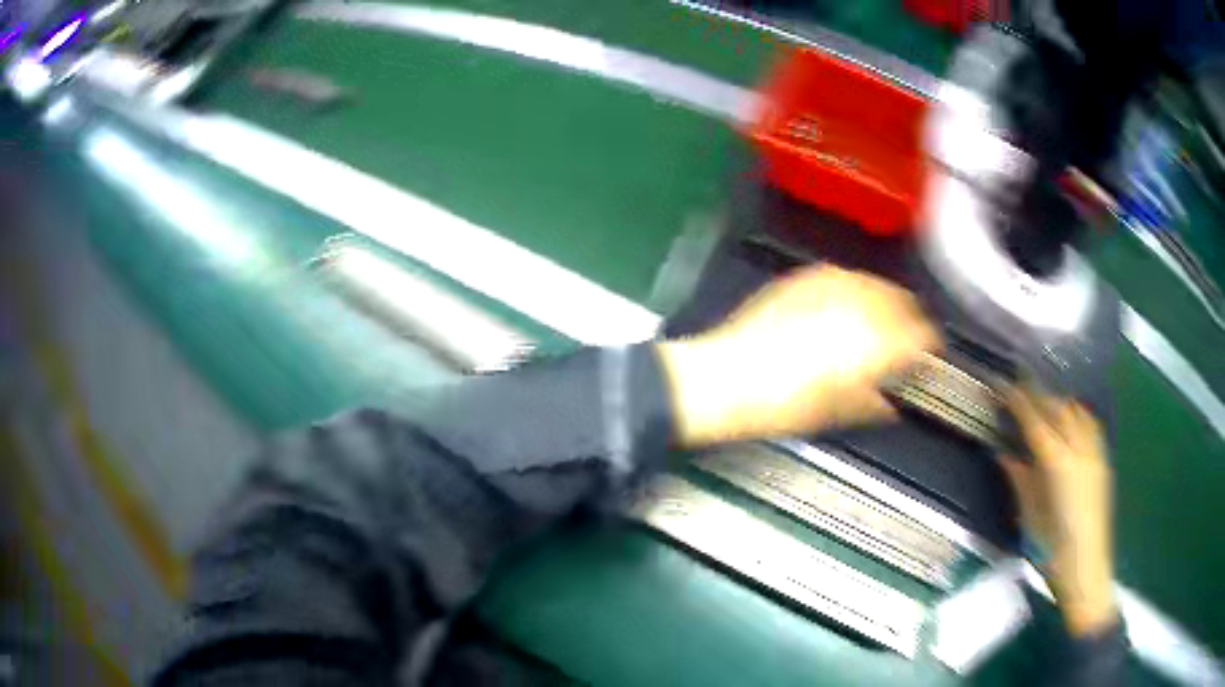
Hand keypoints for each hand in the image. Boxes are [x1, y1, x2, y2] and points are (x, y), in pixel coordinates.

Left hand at [655, 265, 940, 445]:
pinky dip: (856, 288)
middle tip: (914, 334)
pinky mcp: (801, 281)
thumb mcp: (834, 413)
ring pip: (873, 283)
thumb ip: (872, 403)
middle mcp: (854, 307)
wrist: (724, 379)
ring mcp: (826, 288)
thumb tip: (893, 403)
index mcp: (869, 344)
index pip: (917, 335)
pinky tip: (854, 298)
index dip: (929, 344)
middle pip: (900, 302)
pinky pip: (841, 276)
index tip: (931, 351)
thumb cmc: (781, 405)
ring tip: (889, 314)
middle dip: (912, 318)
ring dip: (887, 299)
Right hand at [1002, 390, 1116, 636]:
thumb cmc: (1051, 551)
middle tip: (1019, 389)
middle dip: (1038, 396)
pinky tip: (1070, 420)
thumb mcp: (1029, 518)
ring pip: (1077, 412)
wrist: (1086, 569)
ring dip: (1058, 402)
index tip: (1003, 386)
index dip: (1018, 401)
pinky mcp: (1102, 462)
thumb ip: (1019, 481)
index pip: (1035, 421)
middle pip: (1058, 409)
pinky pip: (1090, 425)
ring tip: (1043, 402)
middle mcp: (1078, 450)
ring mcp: (1094, 454)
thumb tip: (1004, 455)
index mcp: (1057, 465)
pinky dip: (1077, 414)